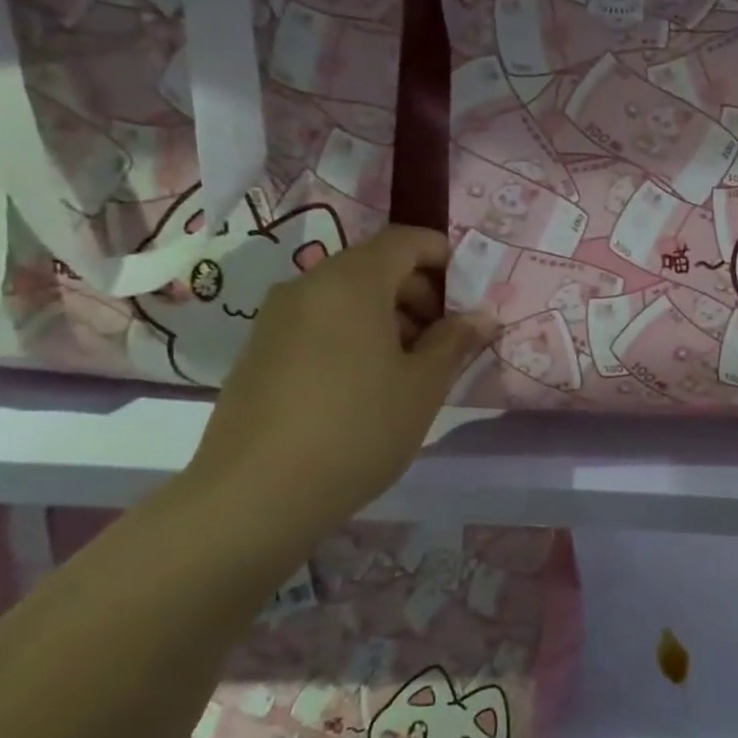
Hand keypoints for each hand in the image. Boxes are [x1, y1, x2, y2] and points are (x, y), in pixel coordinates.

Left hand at [190, 226, 497, 529]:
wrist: (256, 496)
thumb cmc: (358, 428)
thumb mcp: (425, 385)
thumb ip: (455, 340)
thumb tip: (481, 316)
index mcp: (352, 283)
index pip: (405, 240)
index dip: (445, 257)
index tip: (471, 296)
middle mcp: (308, 287)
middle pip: (376, 266)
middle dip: (421, 293)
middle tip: (448, 339)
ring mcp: (277, 319)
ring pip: (348, 297)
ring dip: (390, 317)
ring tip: (413, 368)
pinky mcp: (260, 352)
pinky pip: (321, 323)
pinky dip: (355, 335)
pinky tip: (370, 385)